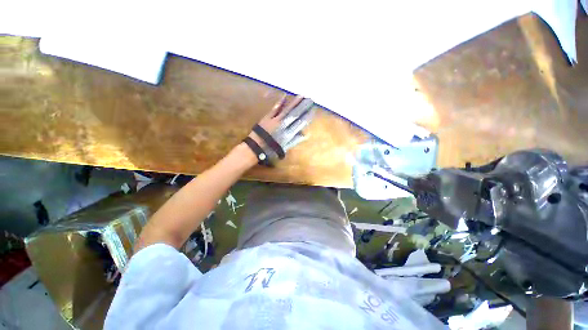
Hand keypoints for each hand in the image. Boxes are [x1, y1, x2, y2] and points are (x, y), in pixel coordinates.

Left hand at [246, 94, 314, 164]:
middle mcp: (284, 125)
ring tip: (302, 95)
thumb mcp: (285, 148)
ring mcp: (275, 120)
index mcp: (289, 134)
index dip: (307, 116)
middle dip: (304, 106)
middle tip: (311, 99)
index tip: (313, 109)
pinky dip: (280, 102)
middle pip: (295, 114)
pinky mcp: (268, 117)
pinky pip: (275, 109)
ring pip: (287, 110)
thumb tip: (306, 134)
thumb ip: (295, 140)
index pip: (300, 123)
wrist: (256, 148)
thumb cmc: (271, 150)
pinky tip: (285, 96)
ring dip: (295, 102)